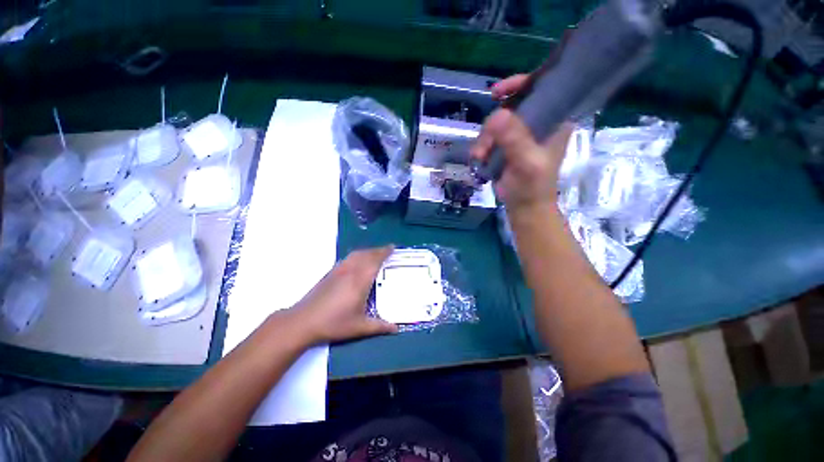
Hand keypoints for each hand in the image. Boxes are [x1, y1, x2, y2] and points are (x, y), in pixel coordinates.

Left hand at [291, 246, 397, 343]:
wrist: (303, 321)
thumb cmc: (334, 323)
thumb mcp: (359, 327)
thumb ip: (379, 326)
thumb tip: (396, 329)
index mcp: (360, 280)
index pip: (375, 261)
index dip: (384, 252)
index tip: (392, 247)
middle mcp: (350, 271)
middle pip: (366, 254)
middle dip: (378, 250)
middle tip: (387, 250)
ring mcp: (339, 270)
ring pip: (356, 254)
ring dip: (367, 251)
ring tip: (375, 253)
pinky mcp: (330, 273)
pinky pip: (348, 258)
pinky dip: (357, 255)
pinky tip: (357, 261)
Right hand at [470, 74, 572, 212]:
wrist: (523, 207)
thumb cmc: (532, 186)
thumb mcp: (527, 162)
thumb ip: (515, 139)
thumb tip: (496, 116)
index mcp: (554, 120)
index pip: (542, 90)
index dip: (521, 85)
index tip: (498, 92)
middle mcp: (538, 123)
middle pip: (511, 108)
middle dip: (493, 125)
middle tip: (484, 145)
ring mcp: (520, 135)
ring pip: (496, 124)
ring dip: (484, 139)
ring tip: (480, 157)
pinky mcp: (507, 146)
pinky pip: (490, 137)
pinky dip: (482, 146)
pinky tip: (479, 159)